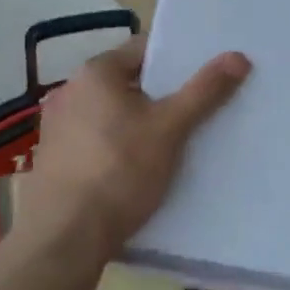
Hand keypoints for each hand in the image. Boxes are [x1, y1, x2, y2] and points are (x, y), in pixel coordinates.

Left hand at [31, 36, 250, 261]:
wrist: (65, 239)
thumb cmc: (120, 171)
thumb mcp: (170, 129)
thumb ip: (204, 91)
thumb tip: (238, 56)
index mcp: (95, 72)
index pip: (143, 49)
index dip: (176, 61)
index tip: (202, 78)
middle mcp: (69, 90)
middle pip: (127, 82)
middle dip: (159, 95)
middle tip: (194, 112)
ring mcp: (55, 126)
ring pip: (110, 114)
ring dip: (137, 123)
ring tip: (170, 143)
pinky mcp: (52, 159)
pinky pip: (94, 140)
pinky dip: (116, 146)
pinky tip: (135, 170)